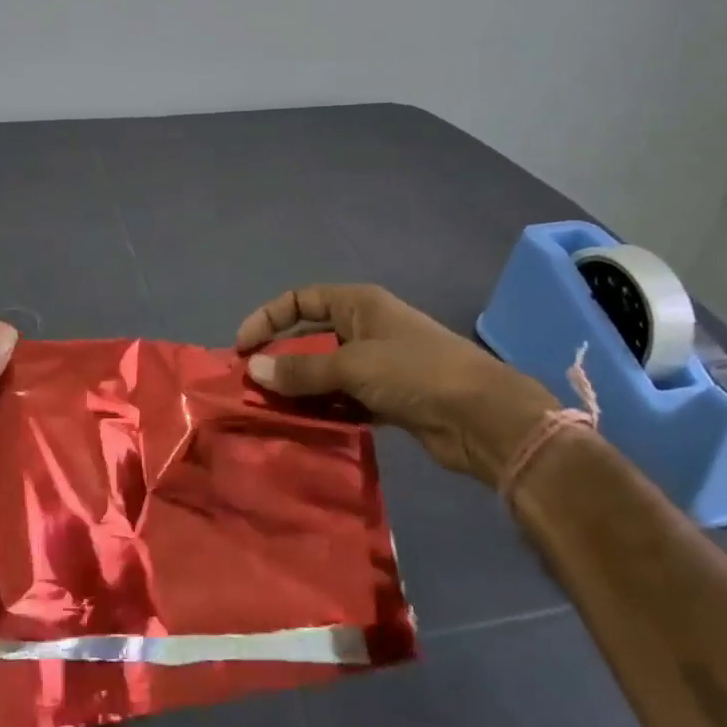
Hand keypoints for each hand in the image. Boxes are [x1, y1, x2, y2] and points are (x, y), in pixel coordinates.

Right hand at [236, 284, 556, 485]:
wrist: (483, 418)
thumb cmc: (416, 372)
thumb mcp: (353, 365)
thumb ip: (301, 370)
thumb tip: (252, 369)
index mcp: (359, 304)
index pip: (300, 300)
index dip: (268, 318)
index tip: (242, 346)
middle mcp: (365, 328)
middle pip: (310, 338)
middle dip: (281, 359)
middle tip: (253, 386)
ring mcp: (378, 364)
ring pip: (325, 372)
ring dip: (300, 389)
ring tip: (271, 411)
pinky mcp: (388, 399)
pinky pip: (343, 399)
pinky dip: (324, 410)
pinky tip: (304, 426)